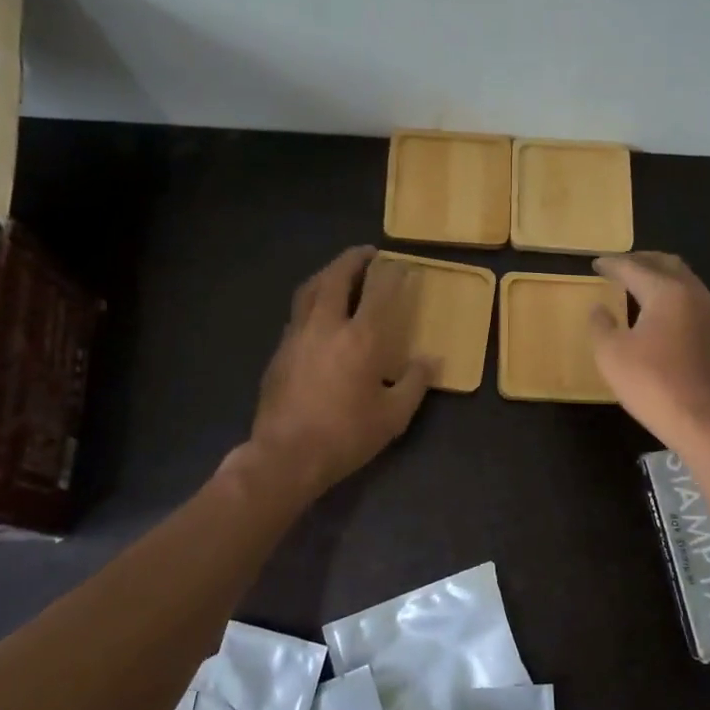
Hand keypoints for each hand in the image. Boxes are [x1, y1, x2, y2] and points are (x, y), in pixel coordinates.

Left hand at [248, 247, 431, 496]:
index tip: (401, 264)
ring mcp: (296, 336)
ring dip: (326, 274)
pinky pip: (297, 314)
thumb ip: (415, 383)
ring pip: (308, 290)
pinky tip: (318, 315)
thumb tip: (430, 360)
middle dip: (352, 259)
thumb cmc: (346, 436)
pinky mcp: (279, 352)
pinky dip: (312, 302)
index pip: (379, 292)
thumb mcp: (393, 416)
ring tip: (339, 273)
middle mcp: (325, 326)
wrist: (286, 456)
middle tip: (366, 253)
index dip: (392, 274)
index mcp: (360, 338)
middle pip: (335, 277)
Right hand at [589, 252, 709, 447]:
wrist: (705, 422)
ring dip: (662, 278)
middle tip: (622, 265)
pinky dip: (675, 299)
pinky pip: (695, 305)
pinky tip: (664, 317)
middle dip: (643, 260)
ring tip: (641, 287)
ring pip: (686, 283)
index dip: (612, 264)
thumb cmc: (652, 383)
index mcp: (666, 292)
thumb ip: (601, 325)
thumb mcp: (611, 354)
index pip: (634, 268)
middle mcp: (695, 295)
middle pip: (668, 265)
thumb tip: (600, 308)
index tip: (596, 264)